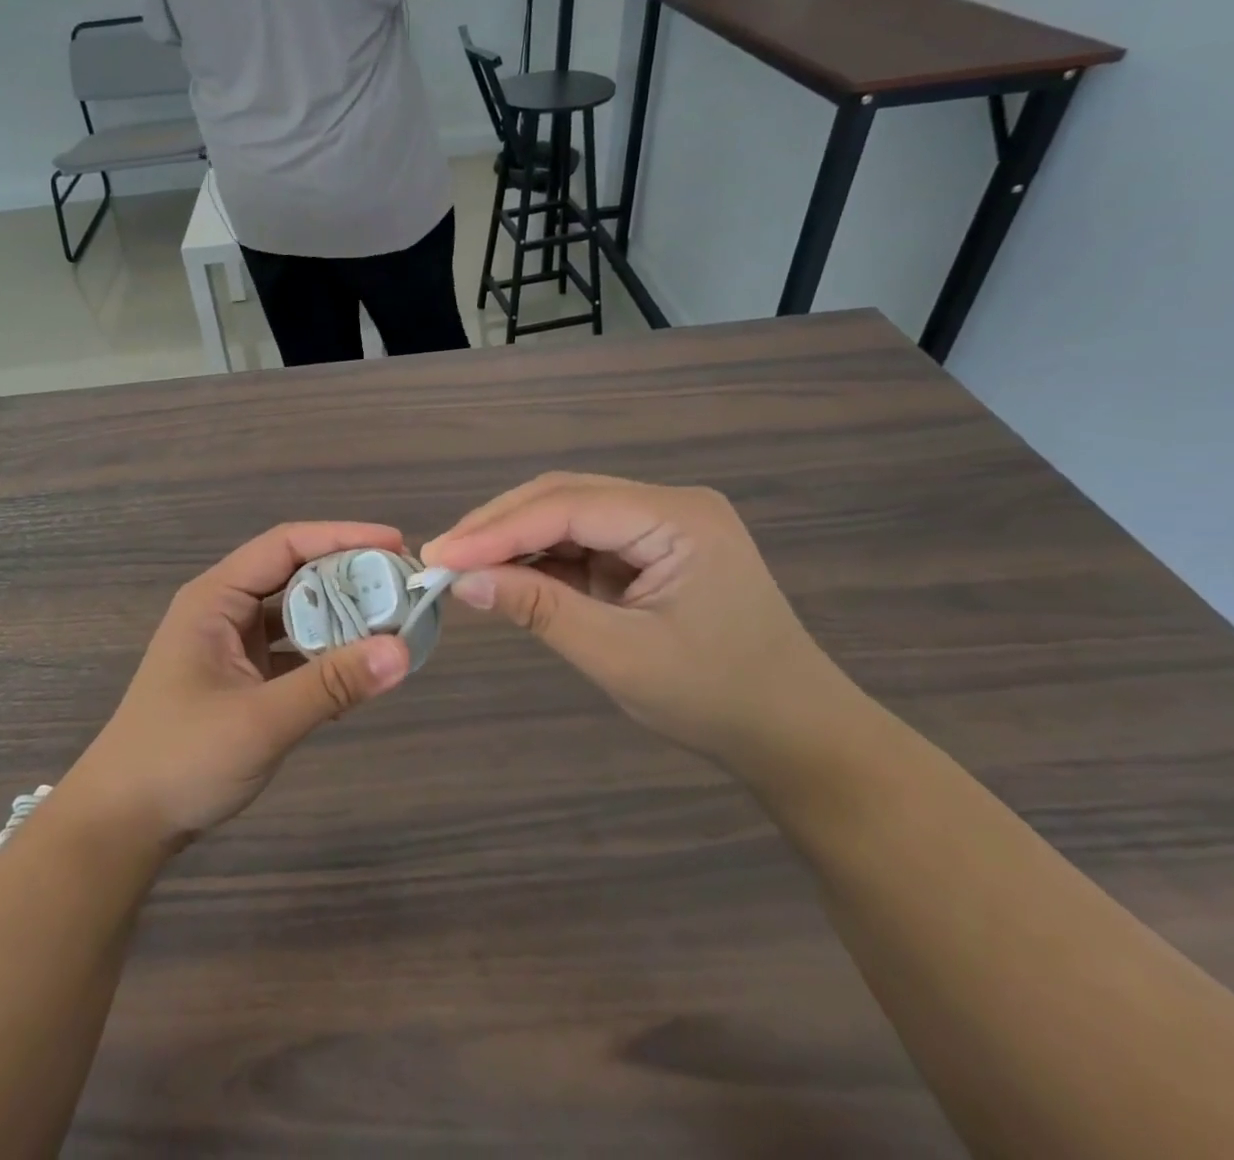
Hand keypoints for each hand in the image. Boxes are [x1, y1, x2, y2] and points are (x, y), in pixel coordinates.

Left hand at [62, 524, 412, 847]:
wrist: (124, 821)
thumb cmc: (181, 757)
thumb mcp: (261, 720)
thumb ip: (331, 684)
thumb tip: (403, 651)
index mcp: (215, 598)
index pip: (285, 545)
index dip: (341, 536)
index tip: (395, 543)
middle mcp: (224, 610)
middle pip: (294, 574)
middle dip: (348, 577)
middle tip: (403, 586)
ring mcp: (232, 644)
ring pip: (296, 614)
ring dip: (340, 617)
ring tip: (392, 621)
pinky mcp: (242, 677)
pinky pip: (293, 650)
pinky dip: (326, 654)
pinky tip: (361, 667)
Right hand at [422, 474, 857, 775]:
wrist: (795, 736)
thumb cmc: (718, 699)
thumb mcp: (620, 657)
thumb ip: (539, 610)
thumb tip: (462, 583)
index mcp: (677, 518)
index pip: (567, 507)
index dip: (496, 530)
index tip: (438, 555)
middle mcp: (667, 505)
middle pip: (562, 498)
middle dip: (498, 527)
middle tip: (440, 558)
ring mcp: (657, 526)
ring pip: (565, 516)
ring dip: (513, 541)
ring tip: (461, 568)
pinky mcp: (646, 550)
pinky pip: (579, 543)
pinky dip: (538, 560)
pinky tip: (504, 575)